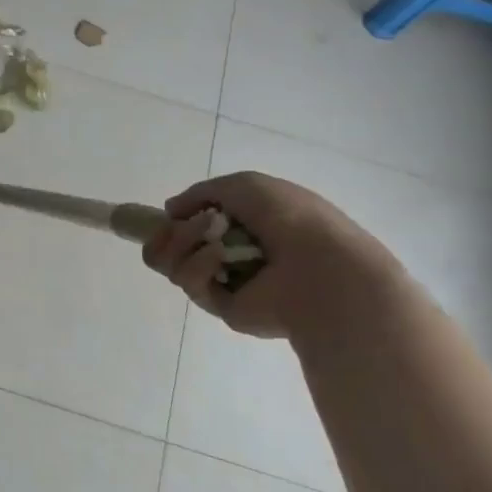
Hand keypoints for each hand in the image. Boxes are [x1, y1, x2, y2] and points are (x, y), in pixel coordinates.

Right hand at [141, 172, 395, 338]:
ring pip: (174, 262)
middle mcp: (231, 252)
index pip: (193, 222)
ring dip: (185, 242)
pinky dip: (199, 265)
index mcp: (243, 223)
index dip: (176, 218)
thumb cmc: (289, 218)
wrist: (321, 268)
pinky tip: (220, 259)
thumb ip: (201, 192)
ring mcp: (224, 280)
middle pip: (174, 244)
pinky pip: (189, 282)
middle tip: (186, 225)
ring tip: (212, 237)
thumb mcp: (244, 185)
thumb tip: (170, 210)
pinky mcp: (220, 306)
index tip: (171, 213)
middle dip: (173, 231)